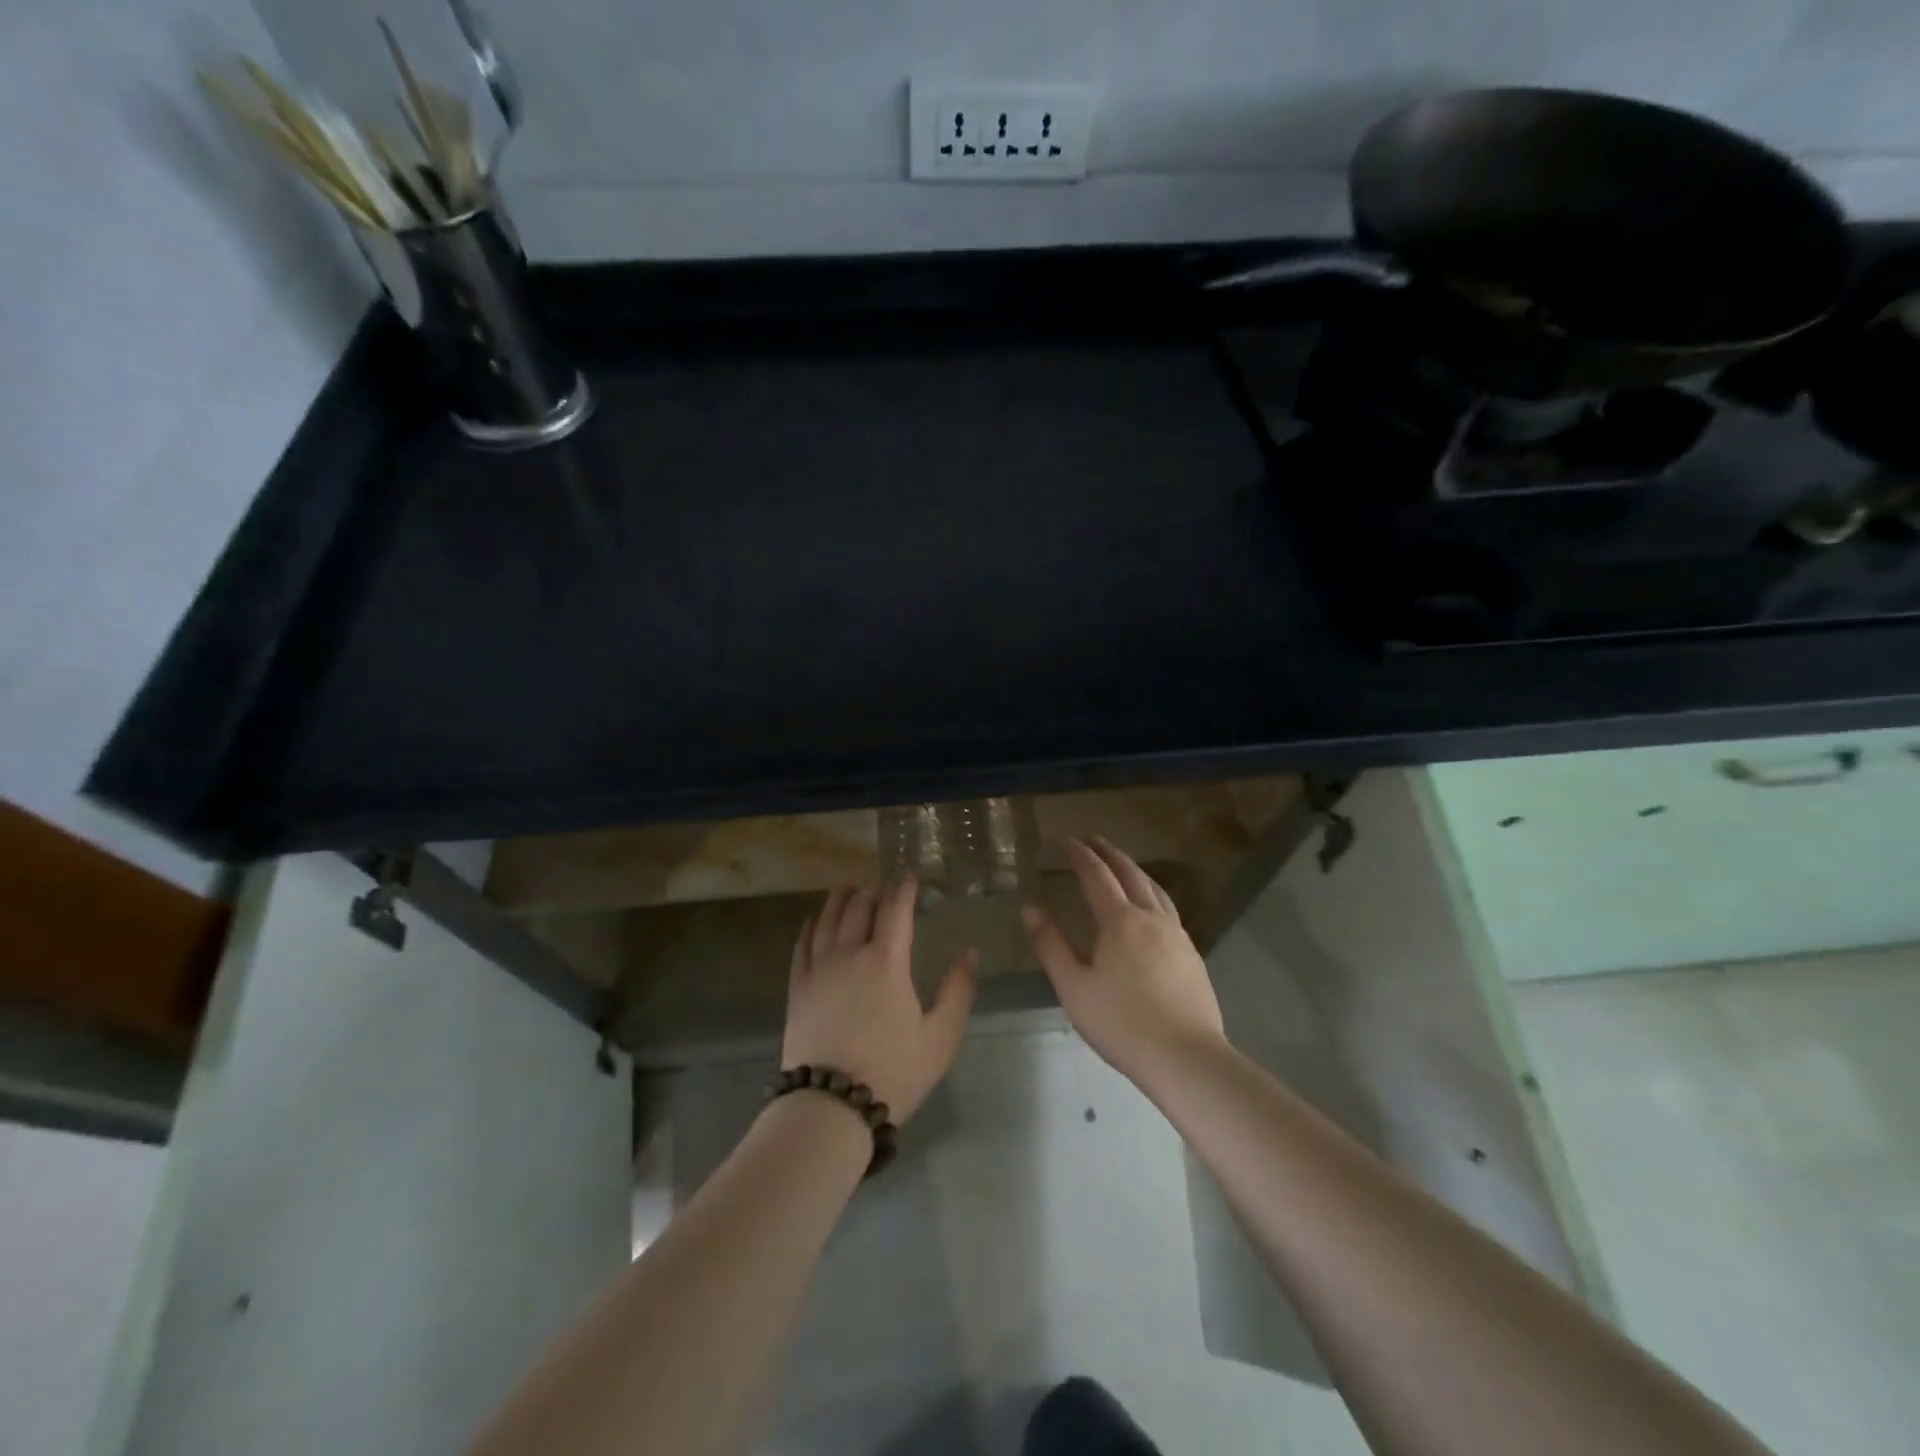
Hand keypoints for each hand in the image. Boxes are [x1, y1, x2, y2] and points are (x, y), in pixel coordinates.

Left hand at [781, 880, 977, 1123]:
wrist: (831, 1106)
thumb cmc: (893, 1071)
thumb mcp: (940, 1037)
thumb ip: (958, 991)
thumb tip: (970, 952)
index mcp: (887, 961)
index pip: (895, 910)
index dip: (904, 889)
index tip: (910, 877)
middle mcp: (850, 954)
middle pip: (859, 907)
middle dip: (872, 889)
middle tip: (880, 882)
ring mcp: (819, 969)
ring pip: (828, 920)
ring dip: (840, 899)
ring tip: (847, 886)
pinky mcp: (798, 988)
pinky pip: (802, 947)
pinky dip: (809, 928)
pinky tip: (812, 921)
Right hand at [1022, 837, 1226, 1082]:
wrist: (1186, 1057)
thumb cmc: (1121, 1023)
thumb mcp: (1074, 987)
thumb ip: (1051, 945)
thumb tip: (1030, 908)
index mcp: (1120, 921)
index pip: (1097, 876)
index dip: (1081, 856)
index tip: (1068, 840)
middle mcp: (1151, 918)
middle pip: (1131, 874)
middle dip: (1110, 854)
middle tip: (1094, 839)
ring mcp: (1177, 935)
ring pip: (1155, 889)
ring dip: (1135, 870)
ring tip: (1122, 865)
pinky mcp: (1192, 954)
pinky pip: (1168, 909)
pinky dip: (1152, 893)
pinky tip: (1151, 908)